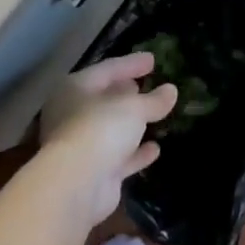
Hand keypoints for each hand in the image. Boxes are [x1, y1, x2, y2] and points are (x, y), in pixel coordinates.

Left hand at [36, 53, 176, 227]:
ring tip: (155, 112)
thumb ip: (153, 100)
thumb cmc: (100, 129)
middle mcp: (73, 113)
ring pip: (111, 128)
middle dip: (126, 92)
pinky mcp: (94, 171)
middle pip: (105, 98)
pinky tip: (156, 148)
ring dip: (132, 123)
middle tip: (148, 84)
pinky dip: (135, 152)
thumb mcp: (133, 108)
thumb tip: (171, 90)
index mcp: (75, 88)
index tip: (153, 60)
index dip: (131, 63)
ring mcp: (82, 144)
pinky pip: (119, 156)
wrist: (77, 184)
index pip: (107, 69)